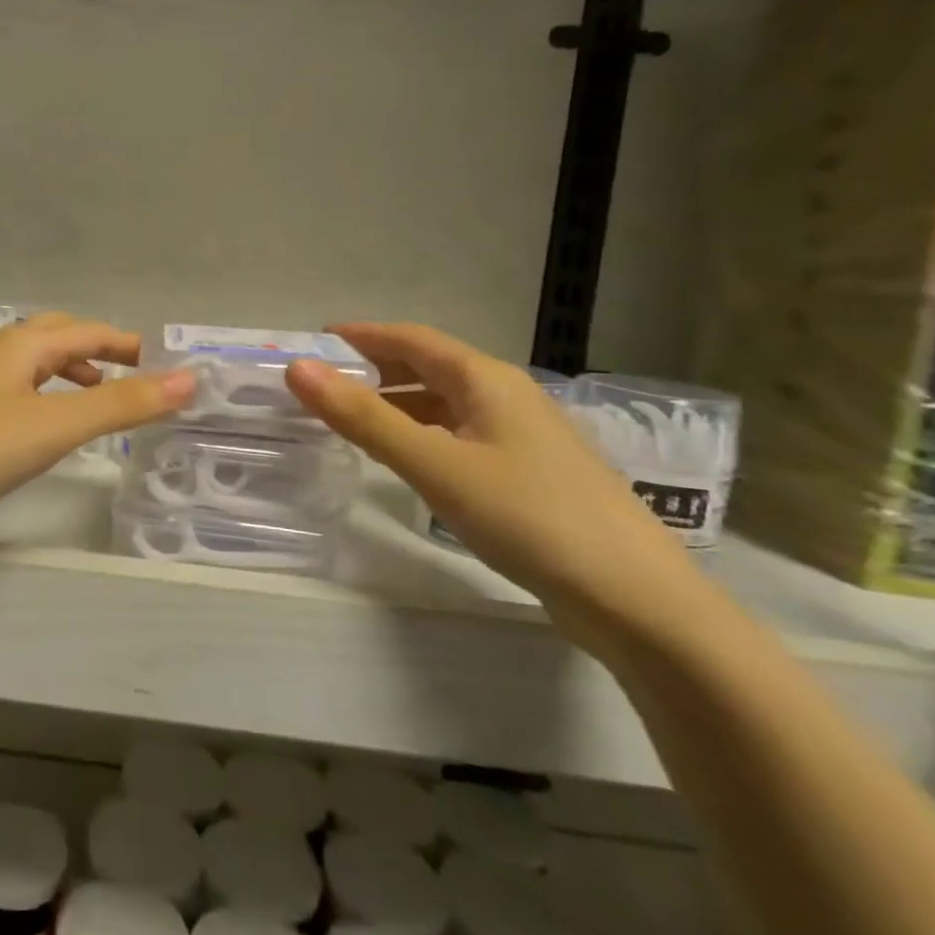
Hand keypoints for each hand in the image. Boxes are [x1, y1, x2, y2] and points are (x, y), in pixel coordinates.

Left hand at [0, 313, 194, 534]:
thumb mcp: (54, 425)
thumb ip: (121, 404)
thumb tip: (189, 378)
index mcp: (20, 345)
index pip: (85, 331)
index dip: (124, 342)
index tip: (157, 360)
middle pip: (54, 337)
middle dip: (94, 350)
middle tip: (128, 374)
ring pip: (29, 367)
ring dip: (66, 374)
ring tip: (92, 398)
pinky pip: (12, 393)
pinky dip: (41, 399)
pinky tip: (39, 430)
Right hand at [285, 323, 702, 648]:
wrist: (635, 599)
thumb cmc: (528, 517)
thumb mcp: (435, 465)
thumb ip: (364, 418)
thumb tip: (298, 369)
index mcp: (486, 380)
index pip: (412, 339)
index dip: (362, 336)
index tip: (315, 342)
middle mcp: (505, 397)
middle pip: (429, 368)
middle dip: (375, 371)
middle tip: (323, 386)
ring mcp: (522, 437)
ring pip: (445, 405)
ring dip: (396, 405)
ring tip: (350, 422)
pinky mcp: (528, 475)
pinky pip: (459, 437)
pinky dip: (421, 436)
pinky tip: (407, 461)